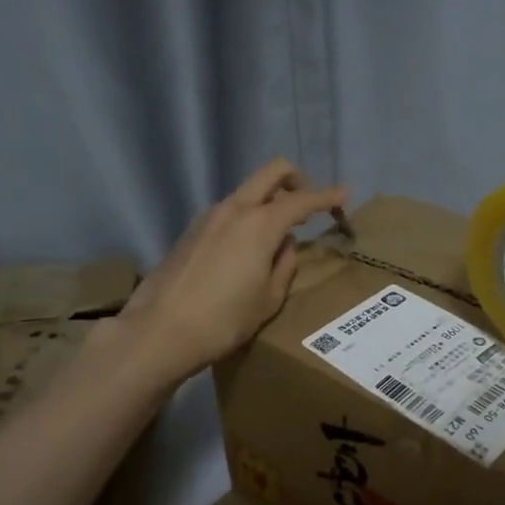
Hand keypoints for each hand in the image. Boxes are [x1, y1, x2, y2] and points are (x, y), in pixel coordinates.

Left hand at [120, 159, 348, 381]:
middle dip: (296, 180)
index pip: (302, 200)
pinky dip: (247, 217)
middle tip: (309, 204)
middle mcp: (234, 209)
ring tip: (278, 235)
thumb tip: (285, 244)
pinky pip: (228, 212)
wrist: (160, 331)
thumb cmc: (224, 320)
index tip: (344, 195)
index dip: (327, 197)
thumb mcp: (268, 299)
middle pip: (272, 173)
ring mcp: (208, 217)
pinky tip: (246, 249)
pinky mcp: (191, 231)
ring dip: (268, 201)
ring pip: (247, 192)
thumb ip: (284, 265)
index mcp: (260, 224)